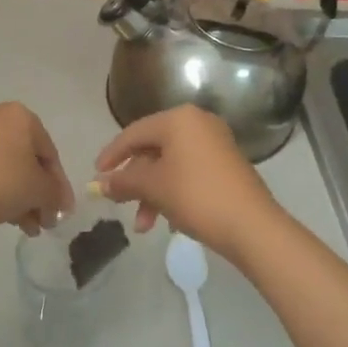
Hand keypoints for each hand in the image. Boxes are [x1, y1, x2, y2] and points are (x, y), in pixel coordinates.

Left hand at [0, 103, 74, 236]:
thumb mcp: (38, 190)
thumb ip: (55, 194)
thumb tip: (59, 202)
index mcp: (21, 116)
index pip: (50, 153)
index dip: (59, 186)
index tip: (63, 211)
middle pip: (27, 160)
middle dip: (38, 194)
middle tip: (44, 221)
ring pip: (7, 168)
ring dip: (21, 197)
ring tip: (27, 228)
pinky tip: (6, 218)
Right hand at [94, 105, 284, 261]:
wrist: (251, 225)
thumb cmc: (195, 196)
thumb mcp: (152, 188)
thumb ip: (122, 182)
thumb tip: (99, 185)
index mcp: (179, 119)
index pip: (133, 133)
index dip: (111, 155)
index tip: (96, 176)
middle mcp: (198, 124)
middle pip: (152, 150)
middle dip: (134, 182)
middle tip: (120, 204)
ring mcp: (215, 144)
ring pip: (170, 166)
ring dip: (152, 195)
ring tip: (144, 227)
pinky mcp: (226, 166)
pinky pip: (188, 174)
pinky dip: (172, 194)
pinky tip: (168, 222)